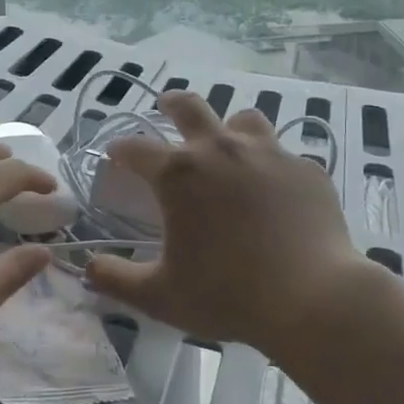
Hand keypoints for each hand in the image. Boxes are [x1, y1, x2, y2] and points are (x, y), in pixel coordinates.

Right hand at [86, 91, 368, 355]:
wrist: (314, 300)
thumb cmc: (228, 295)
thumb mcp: (160, 296)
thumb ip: (116, 279)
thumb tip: (88, 268)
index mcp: (179, 174)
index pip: (136, 148)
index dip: (120, 150)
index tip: (114, 155)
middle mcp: (221, 150)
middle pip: (190, 107)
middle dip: (172, 103)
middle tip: (166, 105)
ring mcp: (270, 155)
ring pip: (244, 121)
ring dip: (229, 129)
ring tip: (228, 147)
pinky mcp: (307, 171)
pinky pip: (283, 157)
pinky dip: (271, 167)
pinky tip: (275, 193)